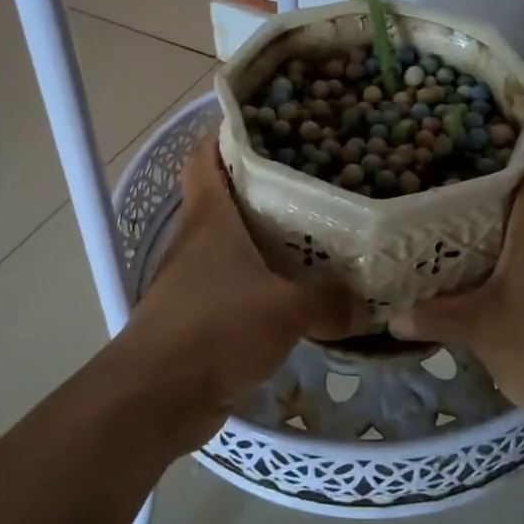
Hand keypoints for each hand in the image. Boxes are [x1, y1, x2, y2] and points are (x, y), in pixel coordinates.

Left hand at [120, 134, 362, 440]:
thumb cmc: (216, 330)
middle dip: (264, 189)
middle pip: (225, 198)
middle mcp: (196, 241)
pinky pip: (234, 288)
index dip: (226, 136)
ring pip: (232, 246)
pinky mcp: (197, 317)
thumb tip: (366, 304)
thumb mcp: (285, 310)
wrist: (158, 396)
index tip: (267, 127)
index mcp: (209, 218)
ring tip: (314, 236)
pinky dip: (260, 285)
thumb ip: (329, 301)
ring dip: (264, 241)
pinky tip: (294, 293)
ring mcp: (193, 280)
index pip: (205, 157)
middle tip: (314, 183)